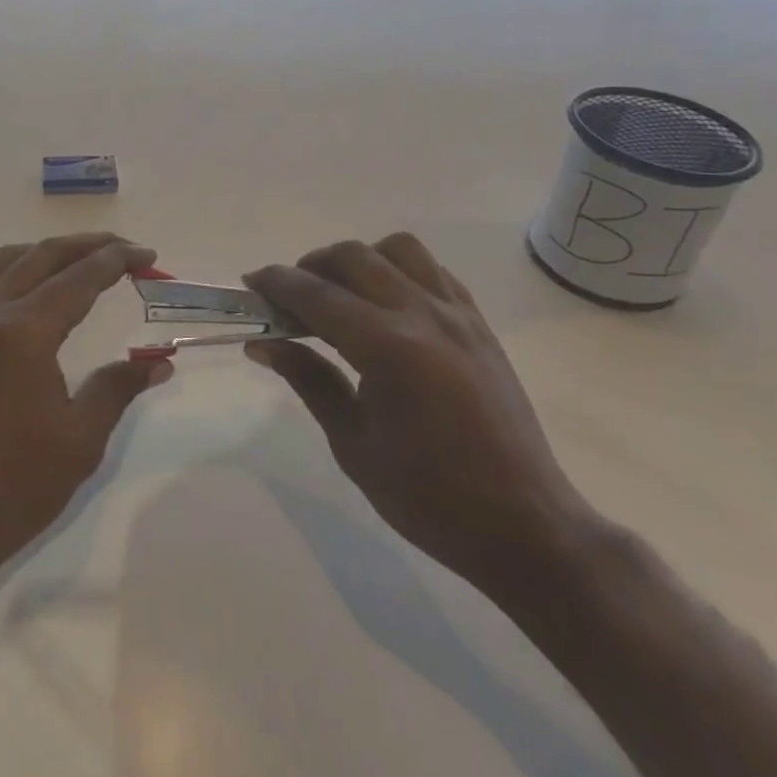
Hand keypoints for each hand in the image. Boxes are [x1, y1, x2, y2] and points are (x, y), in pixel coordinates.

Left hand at [0, 234, 172, 570]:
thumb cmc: (17, 484)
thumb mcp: (81, 439)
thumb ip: (118, 388)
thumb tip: (158, 362)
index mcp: (24, 332)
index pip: (79, 278)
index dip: (117, 261)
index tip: (148, 254)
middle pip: (43, 256)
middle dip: (88, 246)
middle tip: (126, 250)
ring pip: (7, 261)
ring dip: (47, 253)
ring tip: (81, 260)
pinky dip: (6, 270)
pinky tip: (20, 285)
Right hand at [244, 233, 596, 590]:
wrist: (526, 527)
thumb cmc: (429, 497)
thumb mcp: (353, 445)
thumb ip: (308, 380)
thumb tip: (262, 344)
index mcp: (388, 347)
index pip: (316, 294)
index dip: (276, 283)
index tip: (250, 284)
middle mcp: (423, 315)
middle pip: (354, 256)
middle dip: (311, 266)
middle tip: (291, 297)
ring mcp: (458, 315)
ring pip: (399, 249)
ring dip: (360, 259)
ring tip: (343, 293)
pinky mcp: (479, 325)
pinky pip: (434, 271)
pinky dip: (400, 271)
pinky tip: (387, 304)